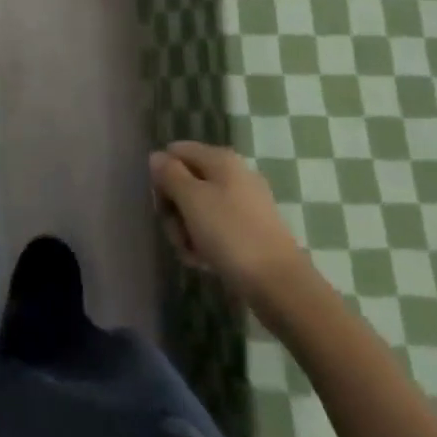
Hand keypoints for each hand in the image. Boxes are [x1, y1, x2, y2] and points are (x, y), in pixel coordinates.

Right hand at [150, 141, 307, 305]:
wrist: (280, 285)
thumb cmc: (231, 235)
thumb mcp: (192, 200)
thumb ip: (170, 174)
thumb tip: (156, 156)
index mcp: (221, 159)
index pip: (177, 151)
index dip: (163, 175)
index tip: (162, 204)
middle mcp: (233, 174)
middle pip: (187, 181)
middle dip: (175, 209)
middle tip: (177, 234)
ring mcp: (244, 204)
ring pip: (200, 208)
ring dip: (188, 231)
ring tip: (192, 255)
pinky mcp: (250, 231)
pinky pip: (217, 228)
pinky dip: (206, 243)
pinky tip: (205, 263)